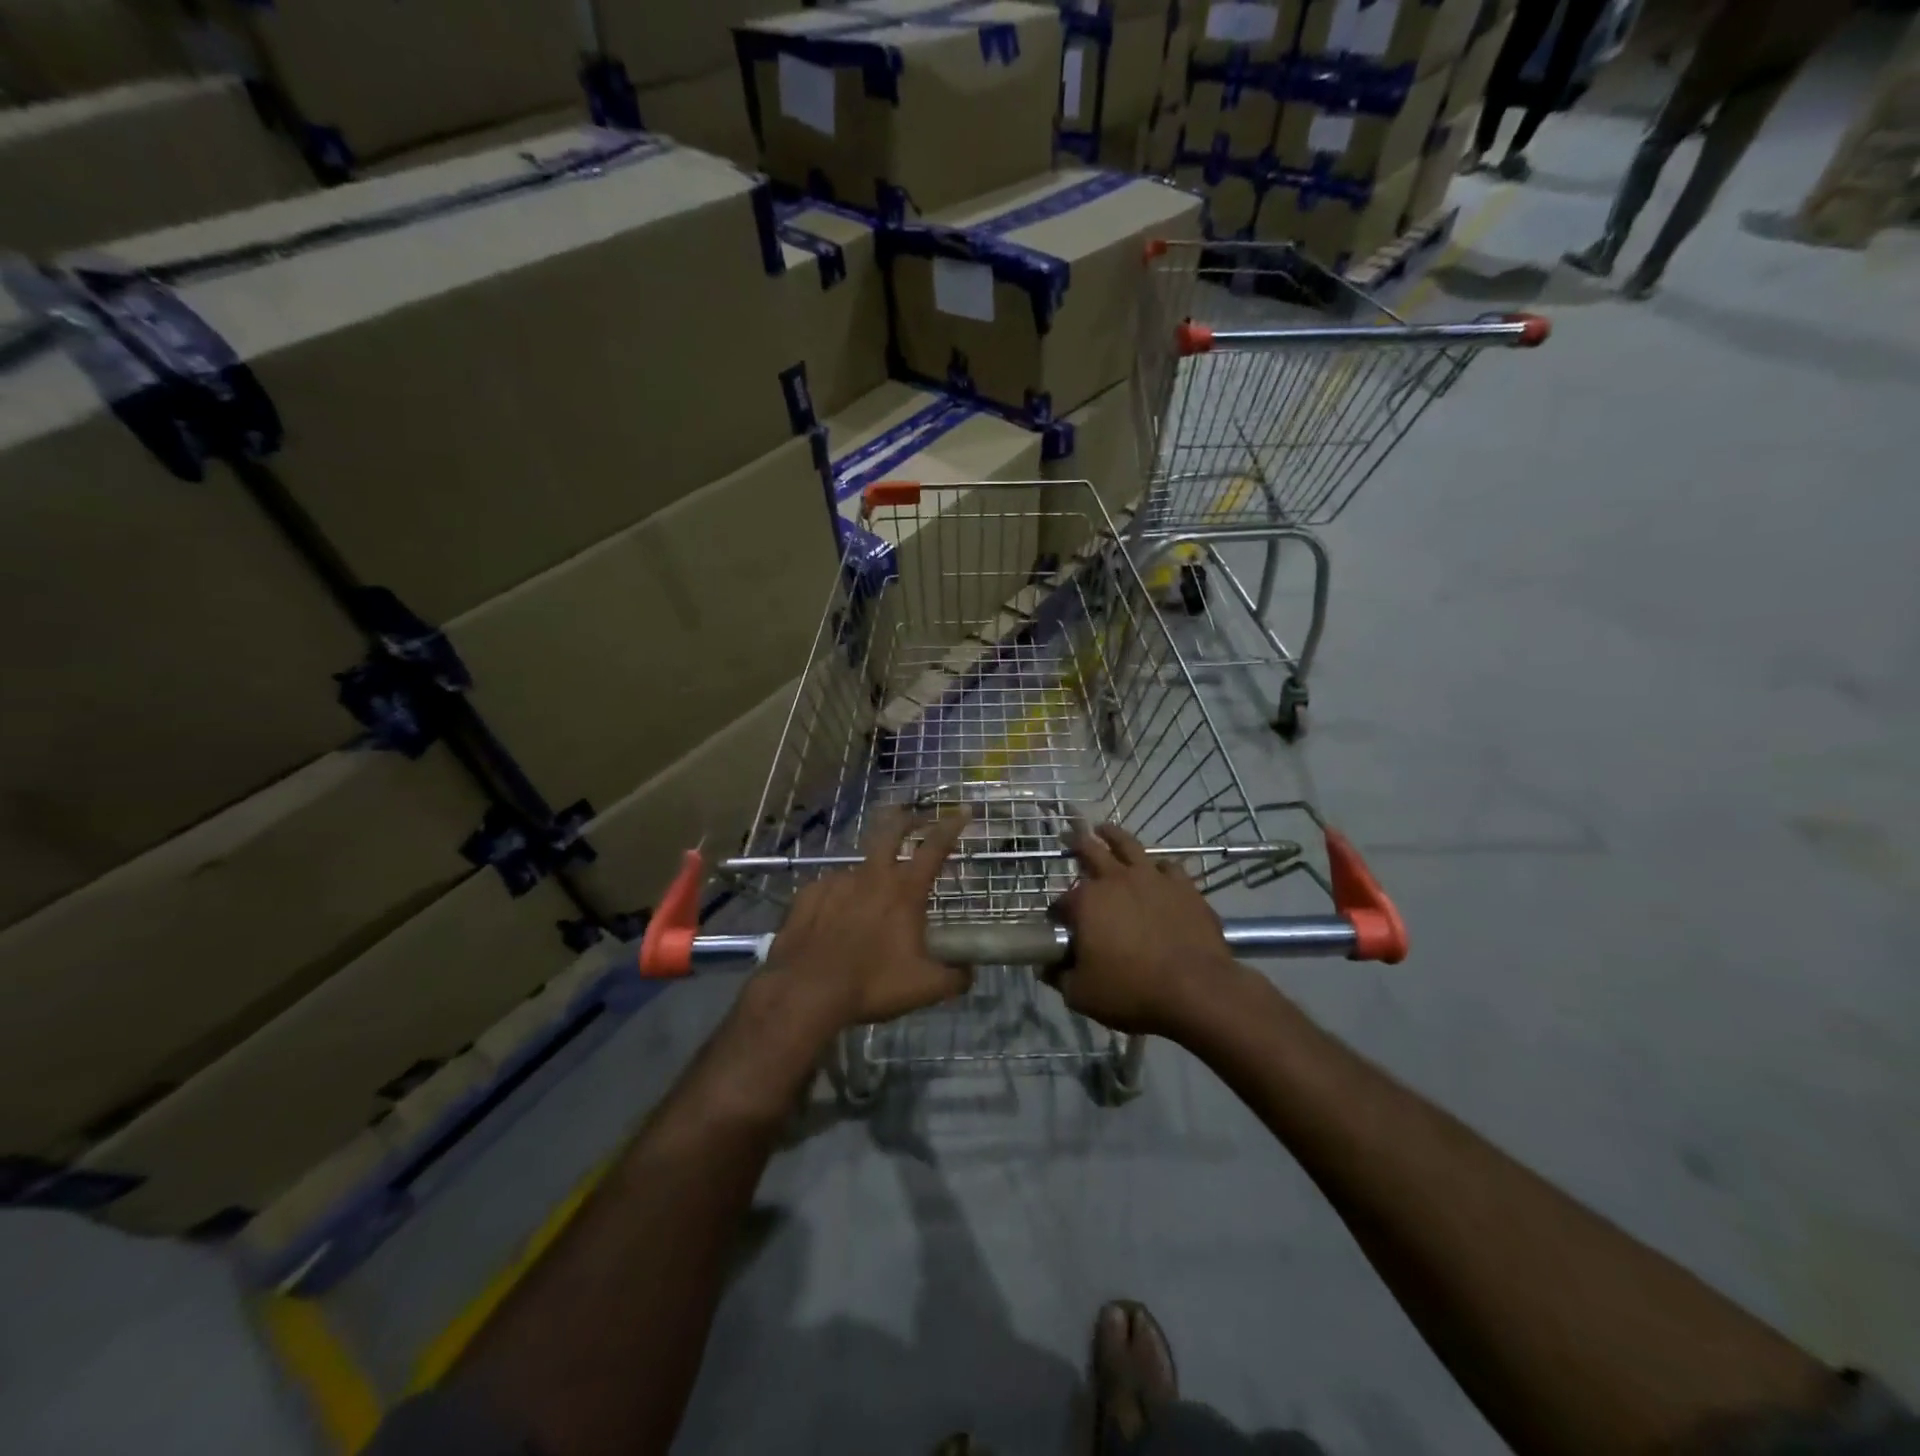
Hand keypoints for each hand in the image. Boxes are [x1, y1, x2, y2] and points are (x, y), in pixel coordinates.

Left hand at [764, 807, 971, 1031]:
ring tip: (871, 899)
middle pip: (891, 832)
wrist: (806, 991)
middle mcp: (872, 876)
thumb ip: (955, 977)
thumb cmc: (872, 984)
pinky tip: (835, 916)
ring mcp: (837, 882)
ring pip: (860, 867)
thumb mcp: (925, 988)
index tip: (962, 813)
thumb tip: (968, 971)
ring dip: (871, 874)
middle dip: (907, 820)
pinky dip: (839, 897)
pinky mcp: (809, 894)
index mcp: (905, 891)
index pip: (934, 847)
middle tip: (915, 819)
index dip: (951, 827)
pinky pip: (830, 888)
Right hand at [1052, 823, 1243, 1039]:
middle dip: (1076, 843)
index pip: (1061, 901)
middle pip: (1090, 851)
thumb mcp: (1082, 994)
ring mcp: (1153, 878)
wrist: (1197, 990)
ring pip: (1128, 845)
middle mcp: (1116, 879)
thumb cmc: (1132, 990)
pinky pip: (1168, 865)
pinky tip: (1157, 869)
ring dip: (1112, 836)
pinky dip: (1158, 865)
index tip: (1058, 923)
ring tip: (1104, 829)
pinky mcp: (1184, 886)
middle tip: (1068, 836)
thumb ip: (1060, 977)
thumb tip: (1047, 967)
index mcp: (1087, 902)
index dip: (1057, 912)